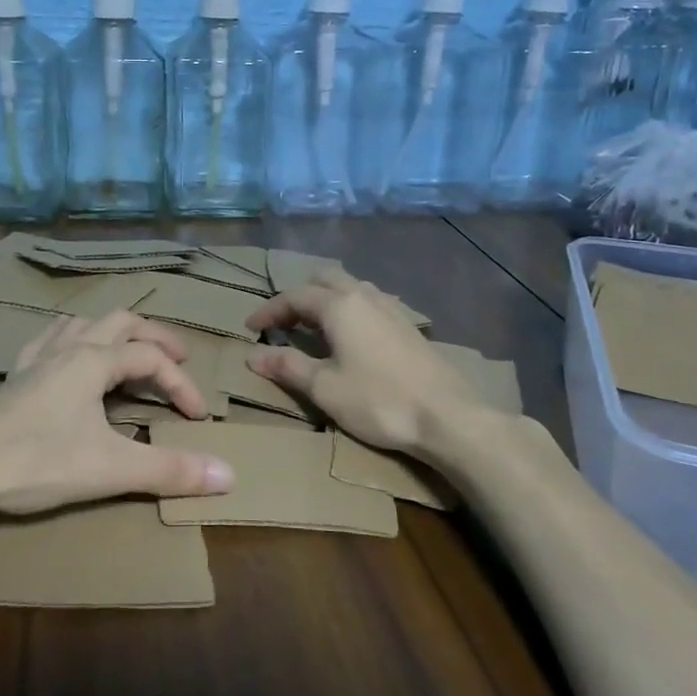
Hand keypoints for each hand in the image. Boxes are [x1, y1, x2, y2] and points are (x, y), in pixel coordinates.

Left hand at [0, 311, 235, 515]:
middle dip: (155, 337)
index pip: (152, 358)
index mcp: (94, 360)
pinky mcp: (13, 377)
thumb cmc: (37, 462)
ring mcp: (36, 359)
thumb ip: (170, 470)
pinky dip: (71, 340)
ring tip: (127, 353)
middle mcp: (68, 348)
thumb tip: (230, 475)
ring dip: (112, 332)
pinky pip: (48, 340)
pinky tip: (67, 359)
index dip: (182, 384)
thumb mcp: (111, 468)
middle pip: (121, 322)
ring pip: (82, 323)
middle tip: (178, 359)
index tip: (199, 417)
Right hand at [246, 268, 478, 457]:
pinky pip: (368, 302)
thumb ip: (288, 367)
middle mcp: (364, 296)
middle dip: (299, 296)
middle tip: (283, 322)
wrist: (447, 416)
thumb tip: (253, 355)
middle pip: (324, 279)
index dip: (269, 310)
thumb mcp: (324, 388)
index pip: (294, 296)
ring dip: (325, 299)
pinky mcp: (407, 325)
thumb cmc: (379, 401)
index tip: (250, 328)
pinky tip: (349, 337)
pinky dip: (348, 309)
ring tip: (313, 327)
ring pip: (350, 287)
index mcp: (339, 305)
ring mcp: (391, 308)